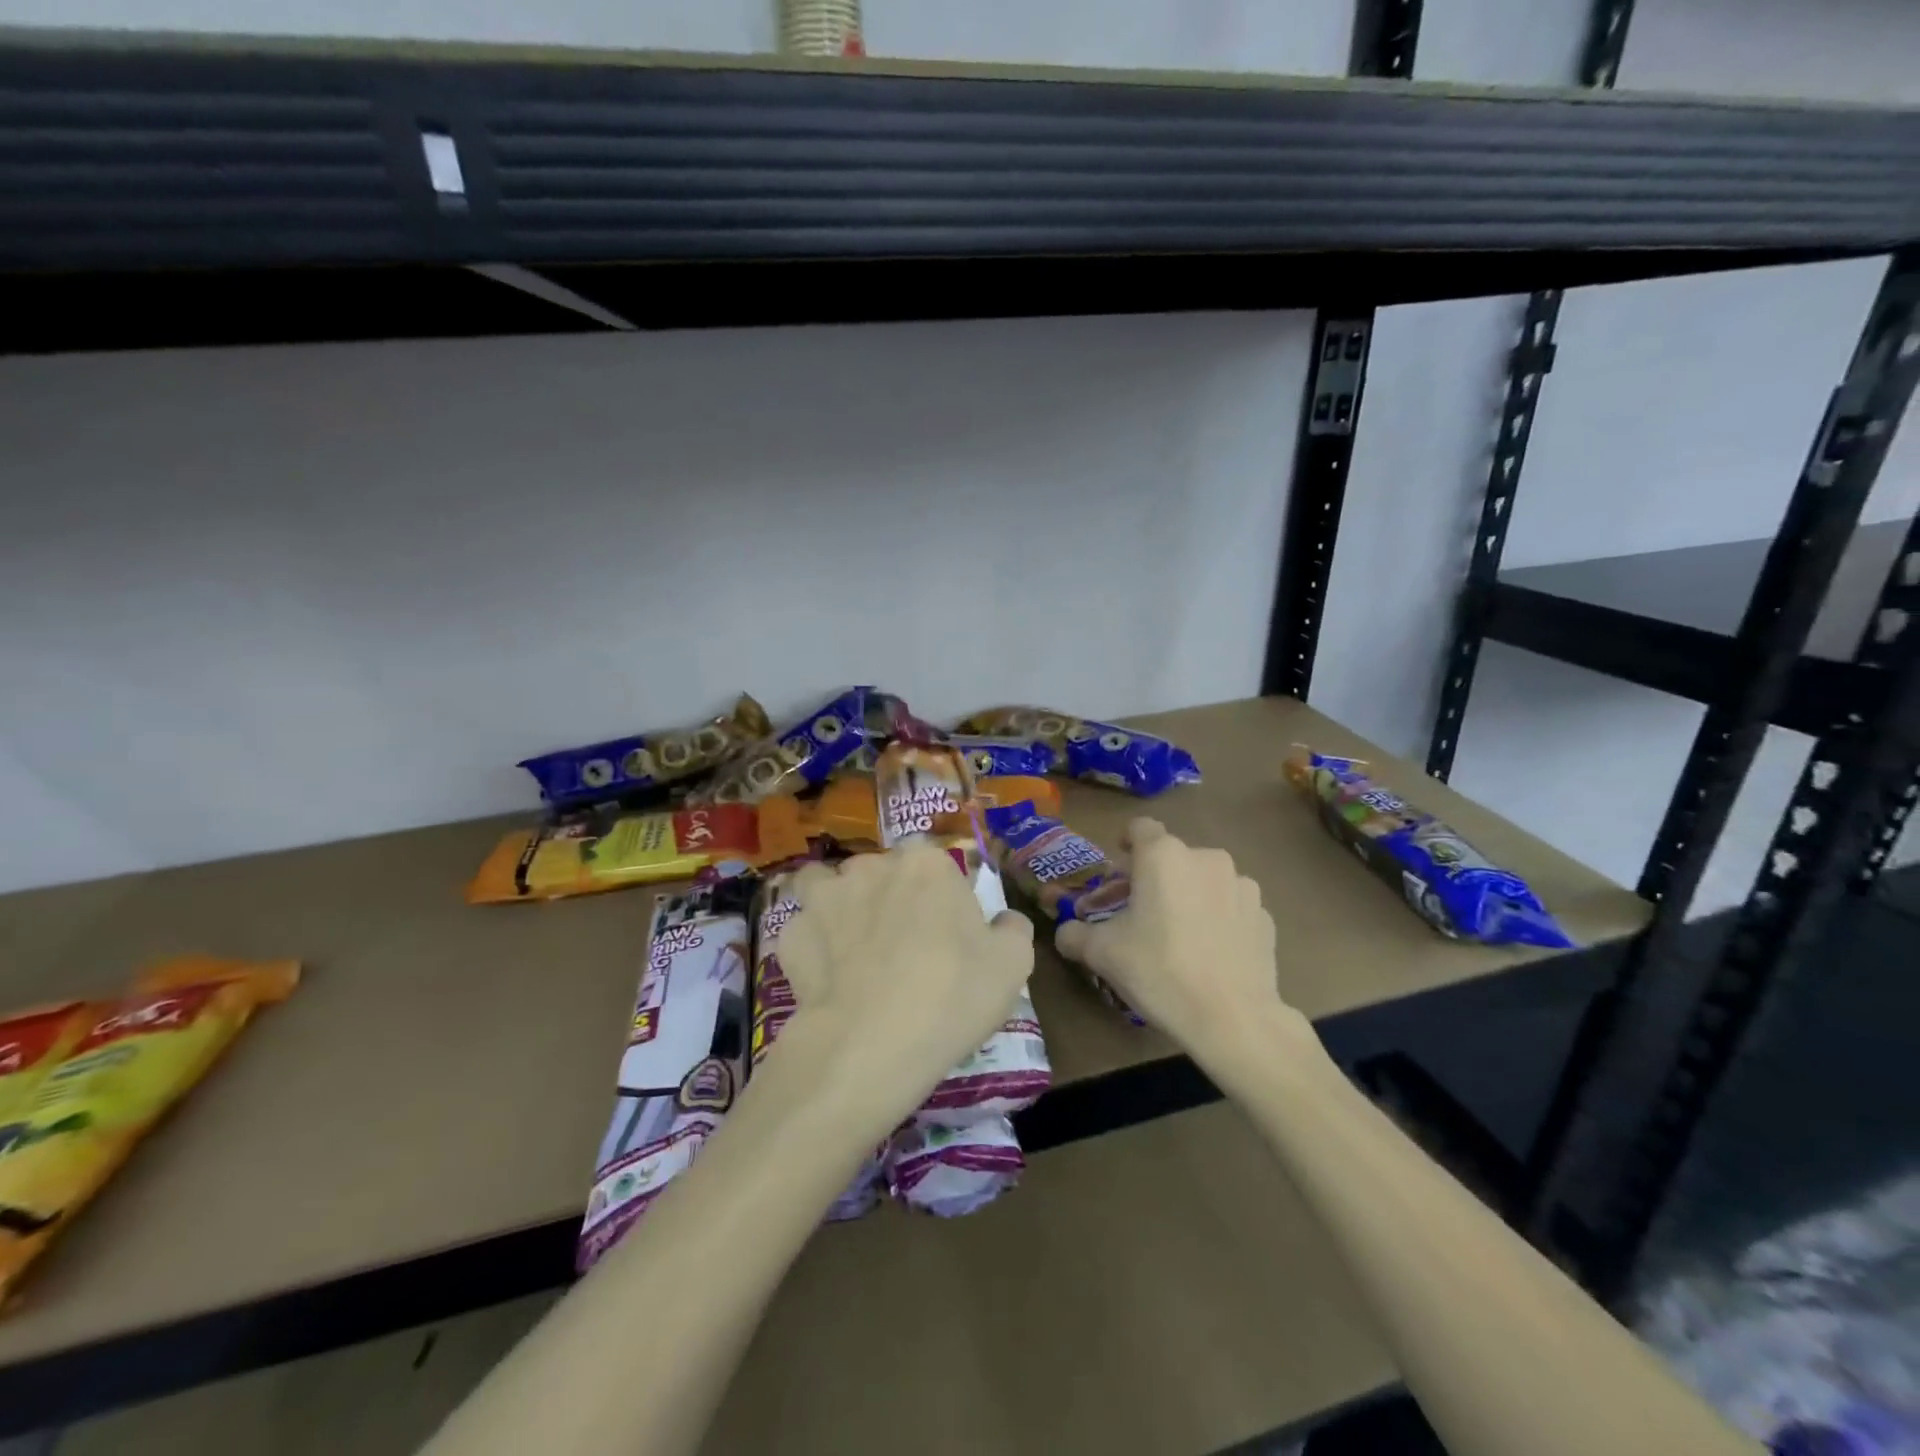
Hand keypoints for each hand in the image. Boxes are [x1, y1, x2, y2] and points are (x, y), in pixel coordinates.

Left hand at [778, 842, 1034, 1128]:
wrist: (871, 1044)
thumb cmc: (952, 995)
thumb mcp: (1012, 965)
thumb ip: (1012, 929)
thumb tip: (1003, 920)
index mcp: (926, 864)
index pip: (934, 863)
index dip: (940, 893)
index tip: (946, 929)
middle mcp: (871, 866)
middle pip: (881, 872)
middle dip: (889, 897)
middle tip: (903, 944)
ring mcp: (825, 897)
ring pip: (829, 887)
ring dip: (839, 906)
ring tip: (852, 947)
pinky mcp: (791, 934)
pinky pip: (805, 930)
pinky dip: (813, 946)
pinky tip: (826, 977)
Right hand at [1055, 819, 1310, 1068]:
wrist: (1232, 1019)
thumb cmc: (1159, 971)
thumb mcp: (1101, 954)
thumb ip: (1074, 934)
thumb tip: (1065, 932)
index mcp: (1163, 856)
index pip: (1140, 828)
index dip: (1126, 842)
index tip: (1120, 869)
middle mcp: (1206, 858)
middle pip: (1172, 856)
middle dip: (1155, 877)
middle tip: (1140, 912)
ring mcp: (1242, 885)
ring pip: (1205, 879)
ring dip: (1189, 895)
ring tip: (1179, 934)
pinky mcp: (1265, 915)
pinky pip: (1231, 906)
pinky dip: (1218, 918)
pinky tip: (1210, 953)